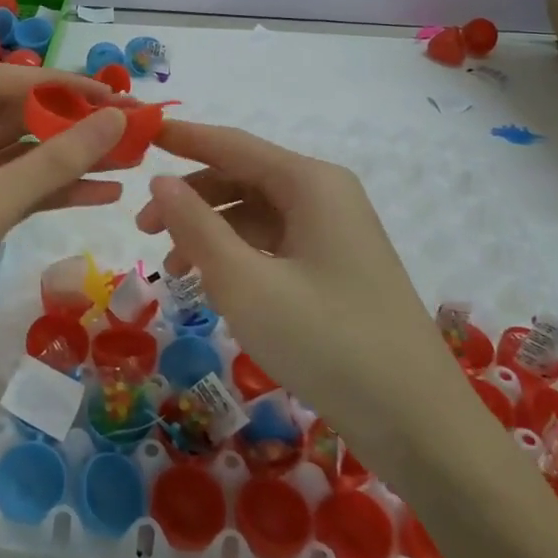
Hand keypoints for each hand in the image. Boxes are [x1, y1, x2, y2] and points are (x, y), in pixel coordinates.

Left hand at [0, 65, 126, 409]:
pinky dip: (55, 194)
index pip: (0, 85)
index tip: (111, 94)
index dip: (58, 85)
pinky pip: (17, 196)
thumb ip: (55, 161)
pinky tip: (103, 194)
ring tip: (129, 158)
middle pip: (13, 120)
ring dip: (69, 161)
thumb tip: (116, 118)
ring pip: (20, 161)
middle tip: (130, 126)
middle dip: (70, 123)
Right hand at [136, 120, 466, 452]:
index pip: (233, 145)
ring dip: (211, 232)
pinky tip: (214, 286)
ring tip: (174, 270)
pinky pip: (275, 244)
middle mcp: (326, 196)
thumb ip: (196, 226)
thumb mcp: (245, 284)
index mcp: (310, 183)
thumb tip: (160, 180)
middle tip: (142, 230)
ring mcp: (335, 233)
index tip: (140, 133)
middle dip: (191, 198)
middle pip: (243, 178)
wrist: (417, 423)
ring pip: (256, 215)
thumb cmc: (326, 342)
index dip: (183, 138)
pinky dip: (238, 257)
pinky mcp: (336, 268)